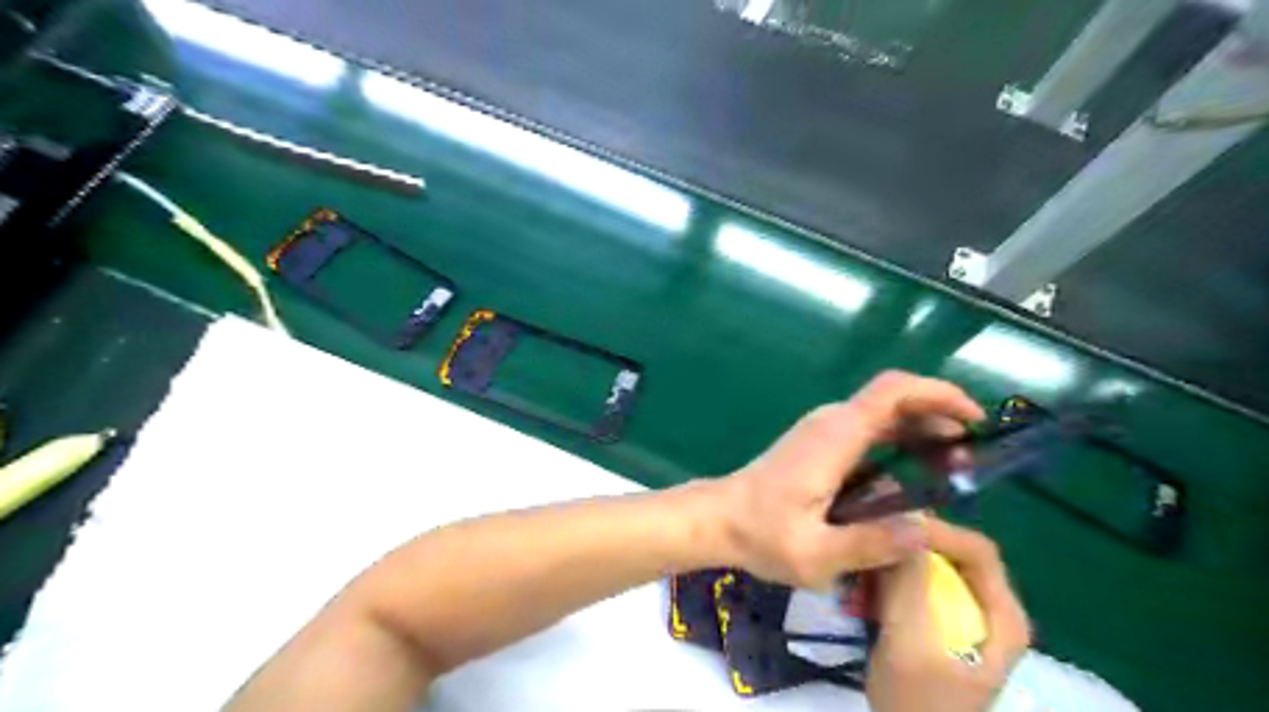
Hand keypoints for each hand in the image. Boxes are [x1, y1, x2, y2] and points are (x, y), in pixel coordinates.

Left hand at [714, 372, 978, 589]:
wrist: (720, 518)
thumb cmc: (761, 533)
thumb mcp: (816, 553)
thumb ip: (871, 543)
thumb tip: (926, 532)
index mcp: (836, 436)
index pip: (892, 392)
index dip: (937, 394)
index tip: (974, 419)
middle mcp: (833, 423)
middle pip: (895, 400)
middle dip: (939, 419)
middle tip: (968, 460)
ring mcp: (825, 431)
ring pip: (884, 415)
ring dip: (921, 432)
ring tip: (951, 470)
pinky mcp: (821, 444)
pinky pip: (870, 432)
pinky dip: (900, 442)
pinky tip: (914, 476)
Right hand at [868, 518, 1034, 711]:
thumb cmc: (919, 702)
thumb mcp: (911, 641)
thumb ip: (910, 582)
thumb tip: (904, 517)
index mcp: (1001, 614)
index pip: (976, 549)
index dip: (936, 530)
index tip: (890, 524)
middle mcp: (986, 608)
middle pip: (948, 554)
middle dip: (904, 549)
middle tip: (866, 548)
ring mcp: (960, 617)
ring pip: (925, 569)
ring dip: (887, 568)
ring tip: (856, 578)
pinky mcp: (934, 624)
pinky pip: (909, 588)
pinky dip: (883, 587)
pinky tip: (858, 598)